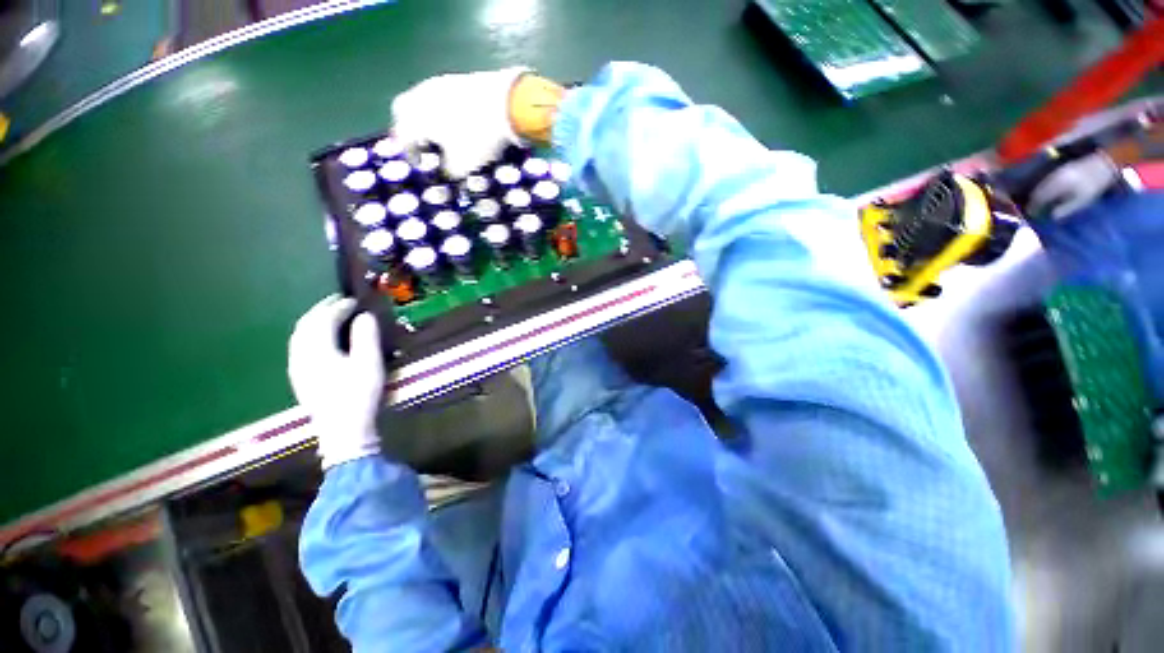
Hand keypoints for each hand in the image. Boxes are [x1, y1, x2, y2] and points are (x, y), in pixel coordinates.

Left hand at [288, 295, 384, 468]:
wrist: (343, 430)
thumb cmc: (359, 395)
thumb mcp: (369, 364)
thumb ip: (366, 337)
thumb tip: (364, 316)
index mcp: (317, 350)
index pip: (323, 320)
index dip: (338, 307)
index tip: (353, 300)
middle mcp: (301, 356)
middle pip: (305, 325)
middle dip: (321, 309)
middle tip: (339, 301)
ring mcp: (297, 368)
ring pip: (299, 336)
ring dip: (313, 321)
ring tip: (329, 315)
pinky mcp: (300, 378)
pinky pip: (298, 347)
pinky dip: (309, 335)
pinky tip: (319, 340)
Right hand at [392, 67, 566, 178]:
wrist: (505, 103)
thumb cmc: (478, 138)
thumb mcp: (463, 165)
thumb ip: (449, 171)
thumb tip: (447, 170)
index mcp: (415, 118)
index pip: (402, 136)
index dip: (410, 153)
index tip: (419, 164)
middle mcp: (419, 97)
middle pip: (403, 111)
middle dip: (409, 129)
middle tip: (423, 144)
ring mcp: (437, 84)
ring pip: (420, 100)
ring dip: (426, 117)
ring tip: (441, 134)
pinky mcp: (455, 78)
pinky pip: (439, 95)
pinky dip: (441, 108)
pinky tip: (456, 120)